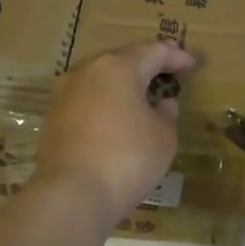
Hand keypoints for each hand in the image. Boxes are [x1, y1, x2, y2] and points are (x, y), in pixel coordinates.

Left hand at [35, 40, 195, 224]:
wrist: (73, 194)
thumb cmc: (128, 158)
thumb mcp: (163, 137)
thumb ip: (167, 114)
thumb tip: (163, 103)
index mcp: (118, 67)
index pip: (153, 52)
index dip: (175, 56)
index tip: (191, 63)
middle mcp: (87, 71)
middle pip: (122, 59)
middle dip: (145, 64)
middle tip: (166, 70)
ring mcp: (64, 93)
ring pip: (99, 78)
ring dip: (121, 83)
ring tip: (141, 93)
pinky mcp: (53, 117)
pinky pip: (86, 99)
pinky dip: (104, 102)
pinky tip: (115, 116)